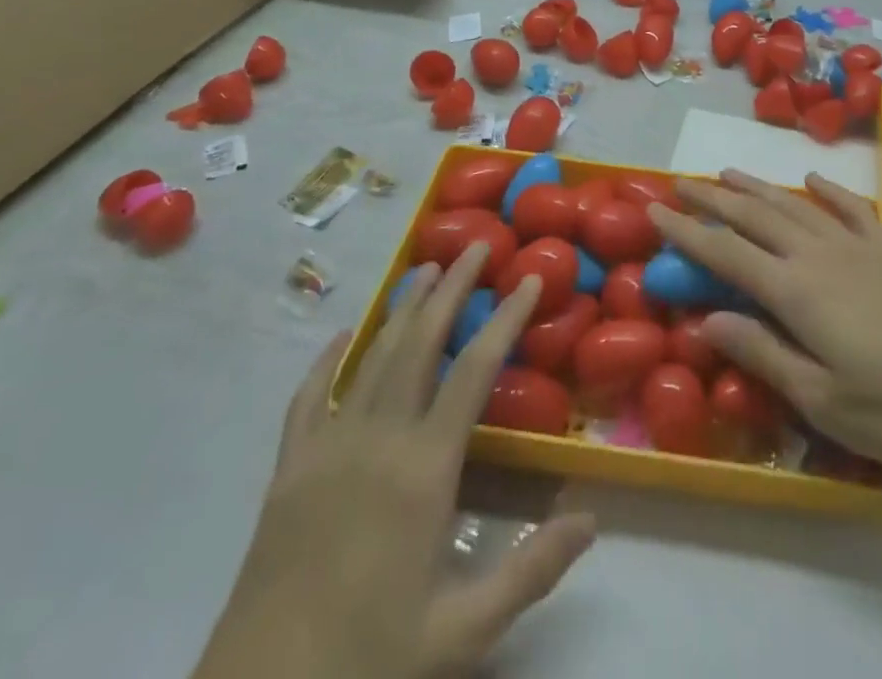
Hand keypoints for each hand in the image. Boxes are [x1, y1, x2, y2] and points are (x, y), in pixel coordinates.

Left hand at [195, 246, 594, 678]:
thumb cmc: (369, 660)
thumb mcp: (464, 631)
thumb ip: (533, 570)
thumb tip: (593, 519)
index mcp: (424, 469)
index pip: (475, 369)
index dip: (507, 317)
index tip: (529, 277)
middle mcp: (377, 439)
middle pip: (421, 342)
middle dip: (452, 288)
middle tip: (475, 244)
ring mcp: (327, 448)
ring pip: (371, 356)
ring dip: (402, 308)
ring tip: (425, 269)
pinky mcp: (288, 469)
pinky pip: (308, 397)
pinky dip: (328, 359)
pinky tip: (343, 335)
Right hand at [649, 171, 881, 496]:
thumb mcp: (821, 399)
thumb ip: (761, 353)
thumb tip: (705, 320)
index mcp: (795, 291)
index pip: (725, 253)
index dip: (686, 232)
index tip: (653, 211)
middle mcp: (818, 256)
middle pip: (755, 217)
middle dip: (713, 199)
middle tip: (680, 183)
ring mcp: (856, 249)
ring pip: (795, 206)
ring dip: (758, 188)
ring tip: (728, 173)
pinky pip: (849, 210)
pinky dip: (827, 191)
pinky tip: (813, 180)